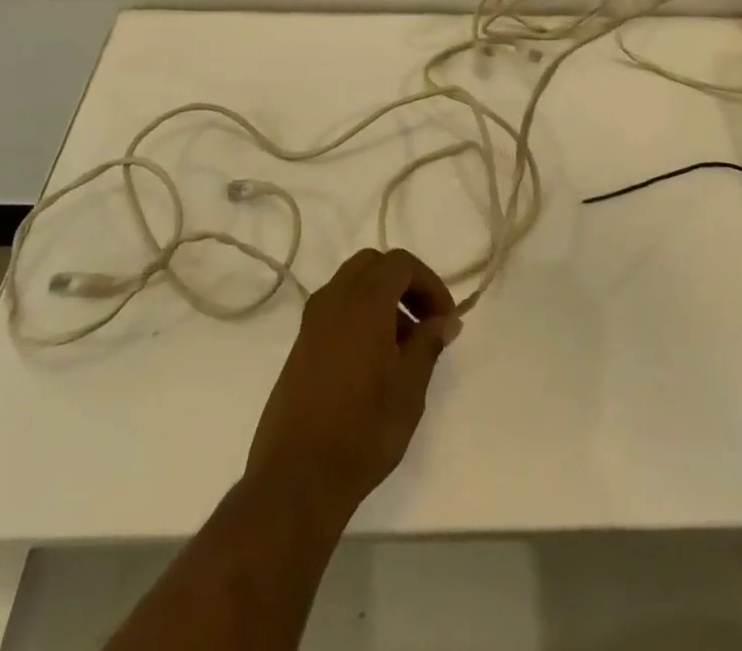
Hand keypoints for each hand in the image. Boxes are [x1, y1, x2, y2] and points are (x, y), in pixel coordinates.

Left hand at [243, 248, 459, 523]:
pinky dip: (360, 316)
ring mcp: (312, 321)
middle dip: (403, 284)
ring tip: (403, 347)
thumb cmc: (363, 429)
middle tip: (425, 322)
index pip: (400, 263)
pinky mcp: (300, 345)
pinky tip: (373, 361)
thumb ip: (428, 344)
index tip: (445, 319)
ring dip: (381, 299)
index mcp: (363, 300)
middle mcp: (333, 299)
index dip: (429, 283)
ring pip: (351, 285)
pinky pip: (336, 310)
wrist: (296, 477)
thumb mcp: (409, 388)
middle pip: (372, 265)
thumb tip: (445, 320)